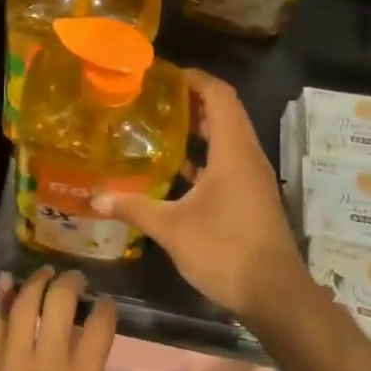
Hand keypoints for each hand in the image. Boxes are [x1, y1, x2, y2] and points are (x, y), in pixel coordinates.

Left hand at [0, 268, 115, 370]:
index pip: (98, 332)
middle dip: (70, 283)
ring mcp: (10, 363)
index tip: (106, 303)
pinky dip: (0, 300)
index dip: (105, 310)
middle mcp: (47, 365)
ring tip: (44, 273)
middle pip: (59, 304)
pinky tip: (4, 284)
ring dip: (36, 282)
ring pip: (23, 305)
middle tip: (75, 278)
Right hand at [93, 69, 305, 322]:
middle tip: (153, 99)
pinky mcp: (250, 197)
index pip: (220, 95)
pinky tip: (175, 168)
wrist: (275, 296)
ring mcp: (252, 178)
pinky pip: (227, 162)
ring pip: (226, 138)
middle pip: (224, 112)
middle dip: (191, 101)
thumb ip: (134, 207)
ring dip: (198, 129)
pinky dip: (204, 157)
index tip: (163, 75)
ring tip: (159, 126)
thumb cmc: (225, 250)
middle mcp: (247, 156)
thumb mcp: (172, 229)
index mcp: (234, 150)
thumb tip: (95, 198)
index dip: (195, 79)